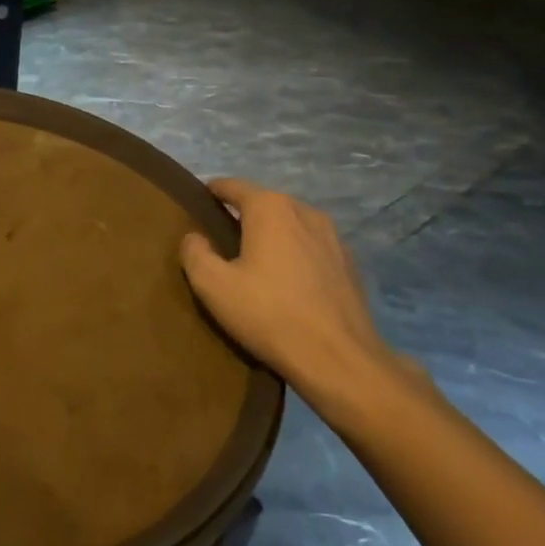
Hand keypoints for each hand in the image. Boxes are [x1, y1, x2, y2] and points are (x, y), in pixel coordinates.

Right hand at [180, 178, 420, 430]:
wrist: (339, 359)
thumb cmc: (268, 314)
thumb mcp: (213, 286)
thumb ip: (195, 253)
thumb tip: (194, 237)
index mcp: (270, 208)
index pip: (232, 186)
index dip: (212, 191)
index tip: (198, 204)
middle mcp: (304, 211)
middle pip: (264, 203)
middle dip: (242, 214)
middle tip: (221, 239)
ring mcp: (333, 237)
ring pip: (291, 224)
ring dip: (272, 235)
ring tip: (255, 260)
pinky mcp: (350, 264)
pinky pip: (312, 247)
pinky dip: (296, 254)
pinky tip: (288, 282)